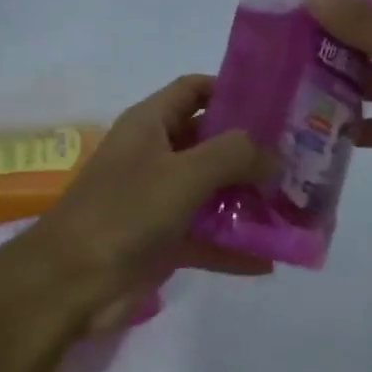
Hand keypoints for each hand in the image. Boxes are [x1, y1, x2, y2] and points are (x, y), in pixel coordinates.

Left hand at [27, 76, 273, 331]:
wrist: (71, 282)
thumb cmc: (125, 211)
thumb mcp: (184, 172)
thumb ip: (235, 155)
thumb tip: (275, 155)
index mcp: (150, 124)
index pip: (194, 90)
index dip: (232, 89)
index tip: (278, 103)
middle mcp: (155, 156)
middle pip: (210, 142)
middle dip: (252, 151)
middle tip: (301, 159)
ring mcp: (158, 200)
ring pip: (212, 192)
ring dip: (248, 200)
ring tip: (296, 207)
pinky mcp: (162, 241)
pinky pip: (206, 237)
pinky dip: (234, 246)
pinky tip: (271, 258)